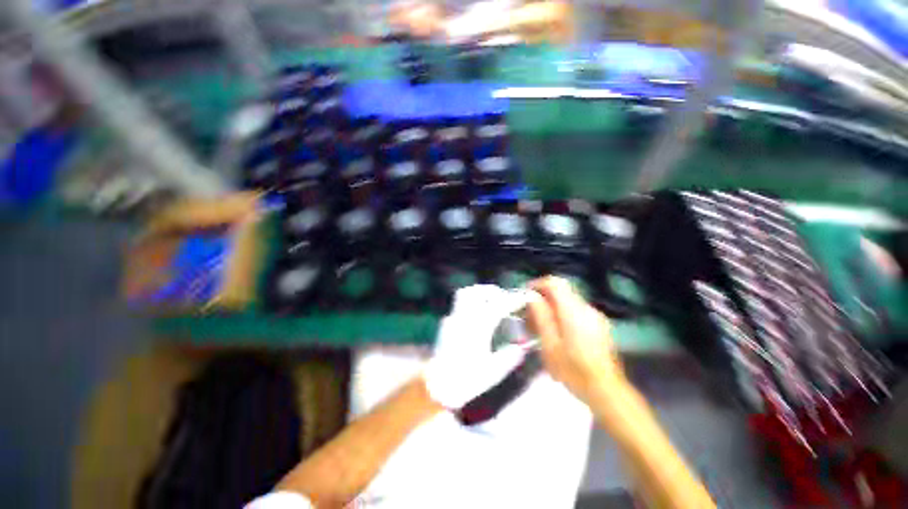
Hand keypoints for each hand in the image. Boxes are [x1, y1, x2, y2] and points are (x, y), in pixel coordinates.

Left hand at [423, 285, 531, 409]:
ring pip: (465, 293)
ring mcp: (453, 318)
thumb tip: (521, 348)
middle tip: (503, 298)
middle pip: (478, 292)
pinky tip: (476, 316)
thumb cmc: (466, 380)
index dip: (512, 300)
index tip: (522, 299)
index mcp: (478, 327)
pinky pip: (459, 304)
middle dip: (493, 291)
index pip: (498, 305)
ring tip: (489, 301)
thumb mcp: (493, 372)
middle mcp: (465, 318)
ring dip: (479, 293)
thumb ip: (509, 358)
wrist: (436, 386)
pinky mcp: (446, 323)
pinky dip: (470, 303)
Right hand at [526, 276, 625, 403]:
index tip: (525, 295)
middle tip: (529, 315)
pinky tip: (557, 334)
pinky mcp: (599, 325)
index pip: (555, 283)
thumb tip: (532, 297)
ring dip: (552, 307)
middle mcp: (586, 308)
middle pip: (561, 291)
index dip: (537, 284)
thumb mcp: (550, 345)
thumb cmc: (573, 371)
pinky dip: (563, 315)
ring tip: (540, 327)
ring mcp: (595, 316)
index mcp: (573, 311)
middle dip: (543, 298)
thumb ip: (541, 317)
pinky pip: (576, 311)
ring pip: (568, 301)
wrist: (606, 391)